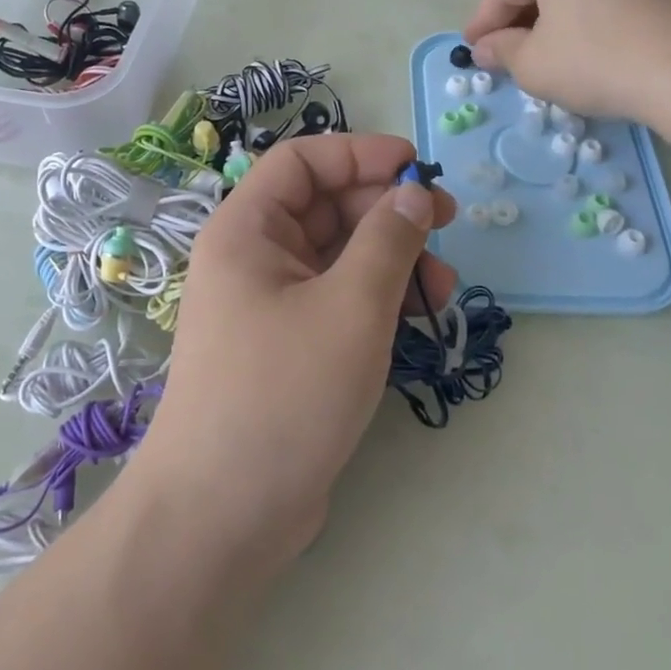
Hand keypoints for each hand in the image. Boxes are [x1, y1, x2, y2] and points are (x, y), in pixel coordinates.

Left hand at [131, 134, 456, 568]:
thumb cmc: (282, 394)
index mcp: (247, 230)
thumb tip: (414, 193)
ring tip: (442, 289)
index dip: (359, 154)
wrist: (222, 515)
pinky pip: (339, 298)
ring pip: (340, 256)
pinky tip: (417, 319)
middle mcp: (253, 258)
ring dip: (393, 260)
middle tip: (448, 226)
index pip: (302, 162)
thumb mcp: (351, 307)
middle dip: (388, 212)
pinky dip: (379, 299)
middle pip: (326, 207)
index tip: (417, 167)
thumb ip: (388, 240)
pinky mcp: (290, 346)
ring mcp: (271, 304)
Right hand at [462, 0, 670, 123]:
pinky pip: (598, 1)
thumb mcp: (532, 63)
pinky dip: (578, 25)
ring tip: (538, 60)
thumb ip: (500, 51)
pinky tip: (577, 55)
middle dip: (516, 23)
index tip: (470, 52)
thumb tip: (484, 49)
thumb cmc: (595, 59)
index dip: (482, 23)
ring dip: (547, 26)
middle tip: (502, 58)